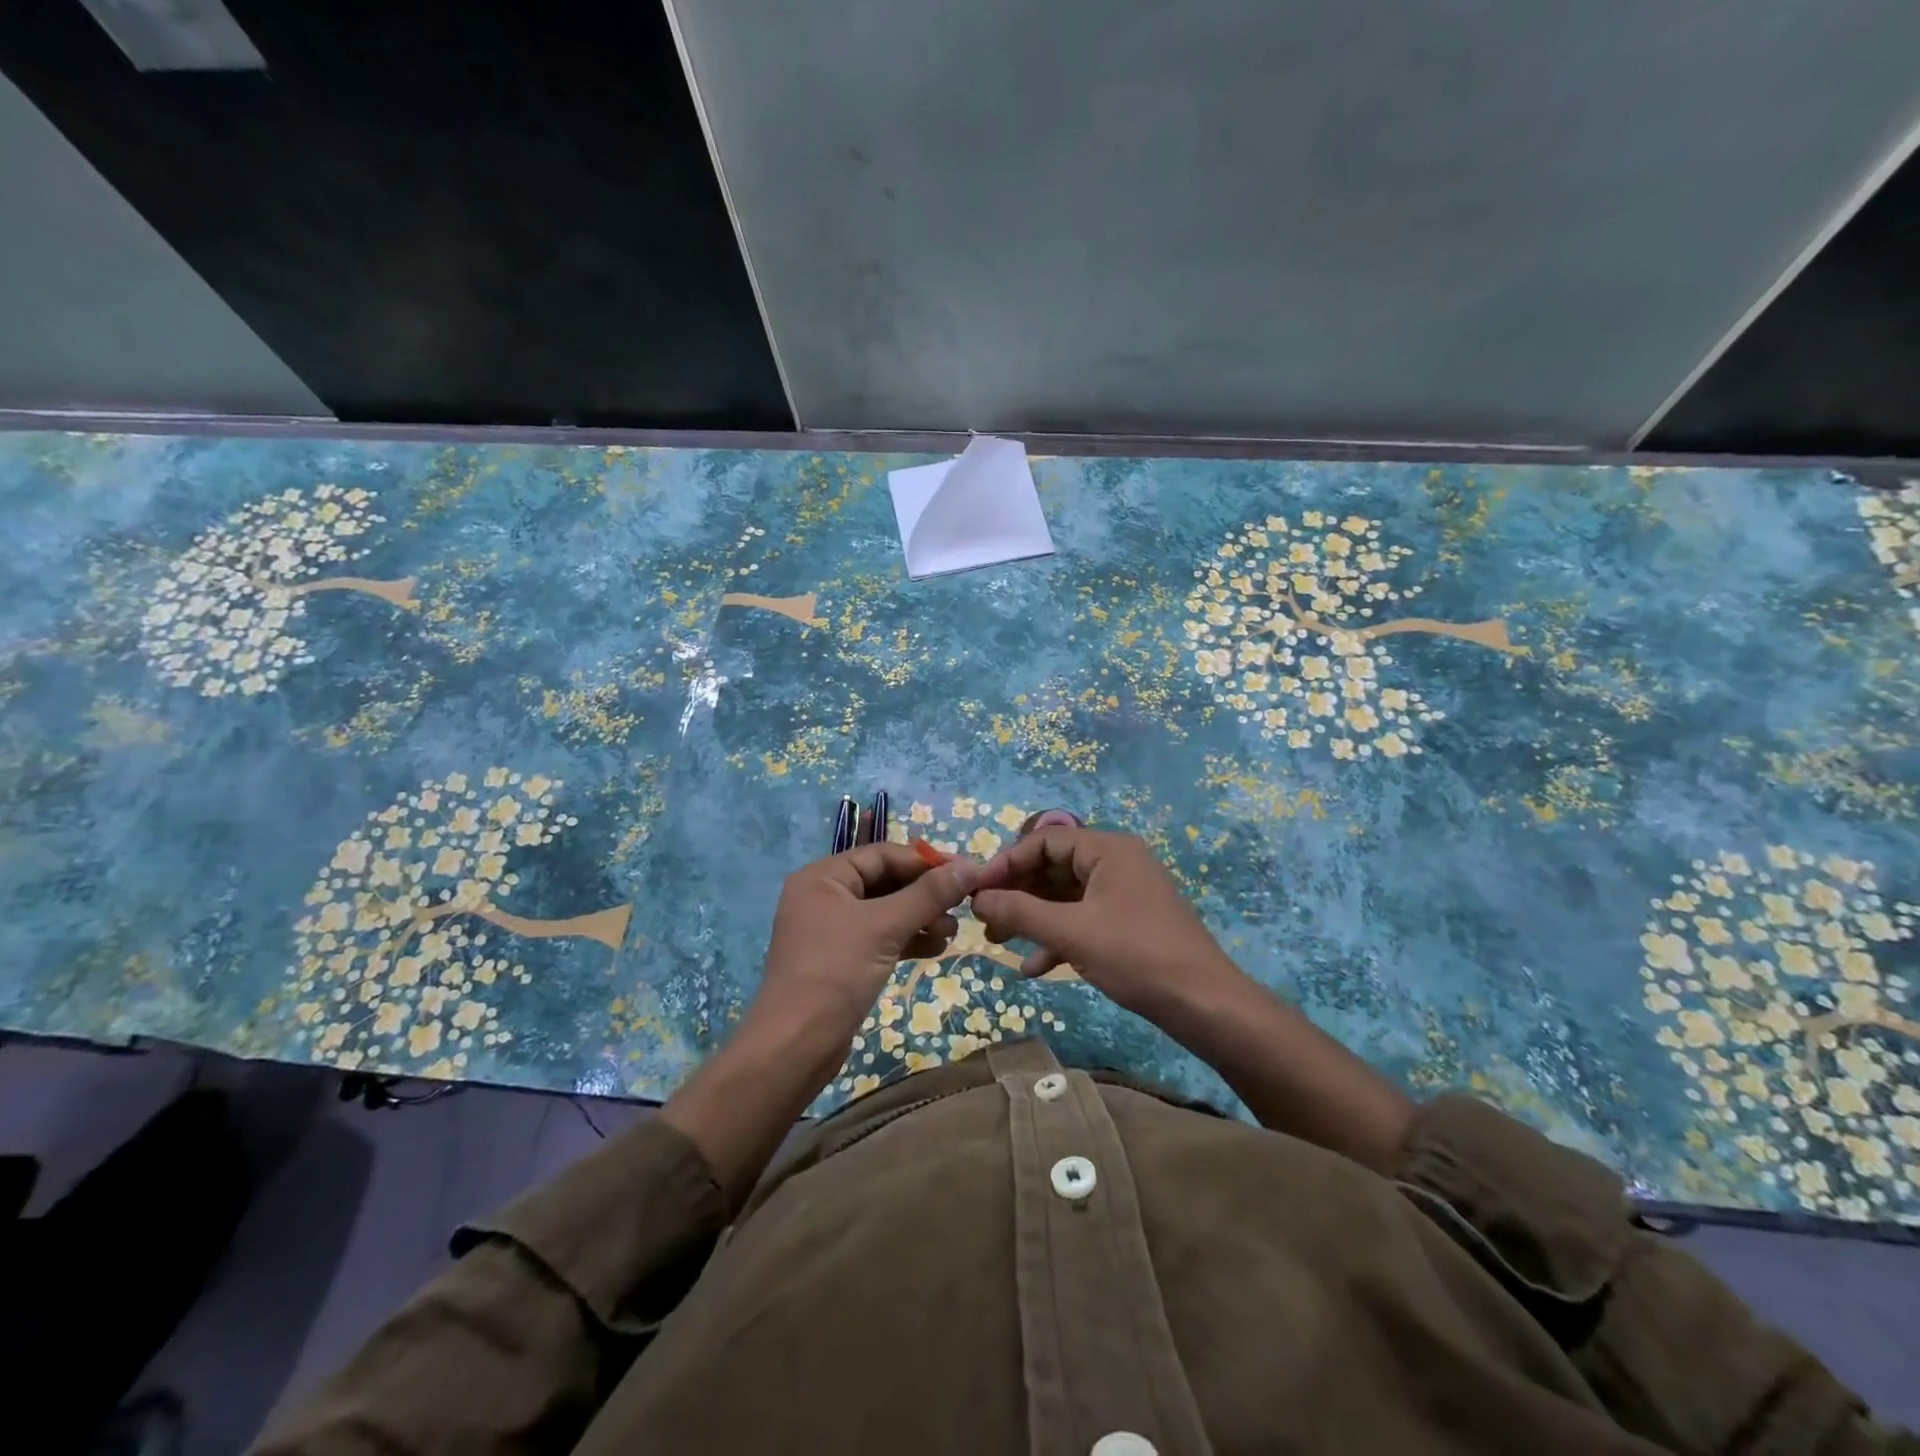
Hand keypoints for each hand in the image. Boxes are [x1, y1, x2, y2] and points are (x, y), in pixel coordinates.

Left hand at [749, 841, 979, 1058]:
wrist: (795, 1047)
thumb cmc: (835, 973)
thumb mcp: (885, 927)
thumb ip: (928, 894)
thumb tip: (971, 866)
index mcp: (823, 877)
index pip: (882, 854)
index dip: (925, 861)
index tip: (965, 872)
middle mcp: (824, 896)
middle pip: (885, 881)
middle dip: (924, 894)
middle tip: (962, 905)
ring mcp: (831, 930)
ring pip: (886, 911)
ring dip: (920, 917)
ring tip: (952, 931)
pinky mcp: (841, 960)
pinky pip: (880, 937)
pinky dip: (907, 939)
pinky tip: (935, 948)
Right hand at [969, 826, 1241, 1019]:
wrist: (1204, 1004)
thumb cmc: (1136, 956)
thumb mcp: (1072, 933)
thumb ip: (1020, 912)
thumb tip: (977, 899)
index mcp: (1108, 849)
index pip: (1045, 841)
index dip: (1006, 862)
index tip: (976, 887)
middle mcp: (1116, 862)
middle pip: (1053, 867)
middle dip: (1017, 893)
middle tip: (983, 916)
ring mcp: (1123, 893)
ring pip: (1065, 897)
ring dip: (1032, 918)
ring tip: (997, 941)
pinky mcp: (1128, 922)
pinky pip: (1083, 919)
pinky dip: (1057, 937)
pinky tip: (1034, 968)